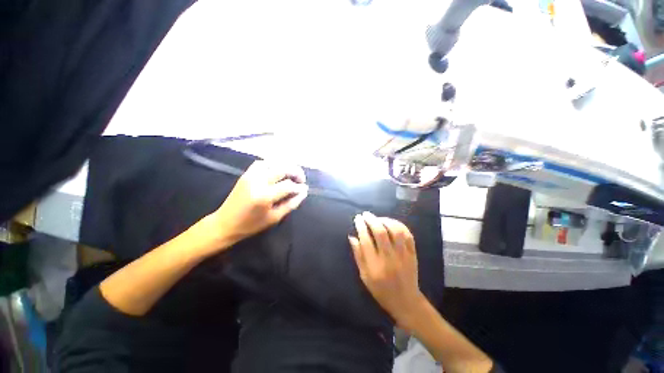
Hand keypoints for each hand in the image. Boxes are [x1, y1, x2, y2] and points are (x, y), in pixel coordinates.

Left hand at [212, 160, 307, 246]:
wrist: (225, 223)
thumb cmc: (251, 225)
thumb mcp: (275, 218)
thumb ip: (291, 204)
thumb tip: (303, 192)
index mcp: (264, 195)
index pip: (288, 185)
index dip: (299, 187)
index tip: (304, 189)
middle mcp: (258, 181)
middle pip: (282, 168)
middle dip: (296, 172)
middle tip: (301, 179)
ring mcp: (250, 175)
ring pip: (273, 162)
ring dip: (285, 166)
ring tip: (291, 174)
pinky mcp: (246, 174)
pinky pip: (262, 163)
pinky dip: (273, 164)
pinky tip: (277, 171)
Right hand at [349, 212, 426, 329]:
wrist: (405, 301)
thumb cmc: (381, 290)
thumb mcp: (364, 276)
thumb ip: (358, 255)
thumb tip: (352, 237)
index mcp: (375, 266)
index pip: (366, 240)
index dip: (361, 226)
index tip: (357, 218)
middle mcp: (389, 258)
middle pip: (380, 233)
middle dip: (371, 220)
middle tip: (365, 214)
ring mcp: (403, 255)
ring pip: (396, 231)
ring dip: (386, 221)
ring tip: (378, 218)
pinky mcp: (412, 254)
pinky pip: (408, 235)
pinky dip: (400, 225)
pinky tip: (392, 223)